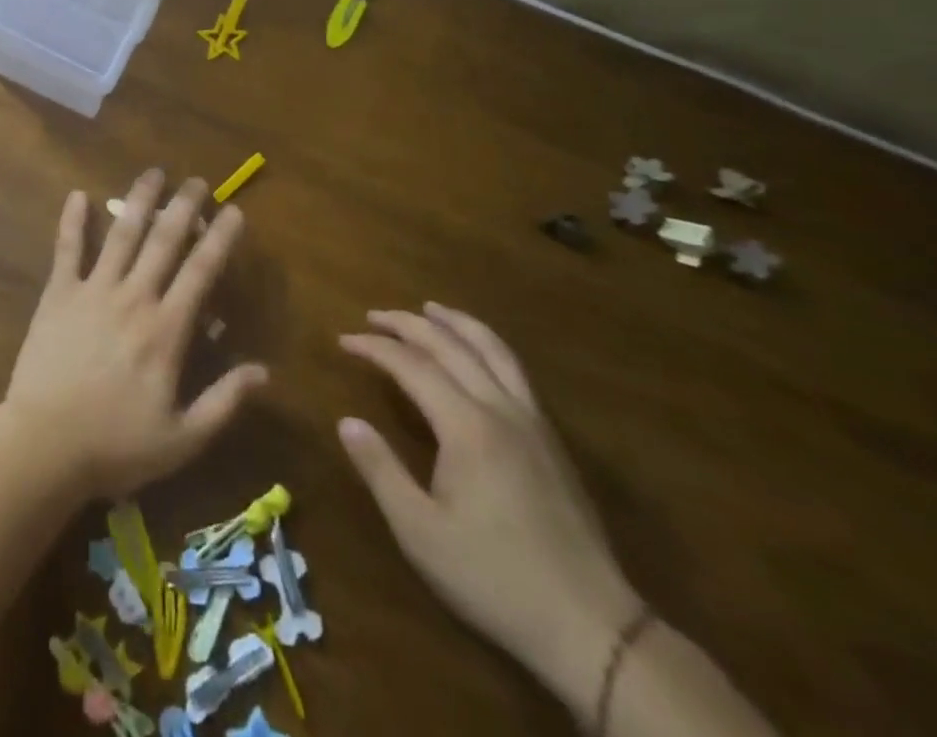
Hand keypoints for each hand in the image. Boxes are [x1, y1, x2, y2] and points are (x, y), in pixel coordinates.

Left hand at [2, 170, 268, 499]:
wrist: (45, 445)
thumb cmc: (116, 445)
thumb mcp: (183, 438)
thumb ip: (224, 402)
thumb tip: (263, 371)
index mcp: (166, 329)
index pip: (201, 272)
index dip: (220, 239)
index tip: (234, 211)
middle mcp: (133, 298)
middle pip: (163, 242)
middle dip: (184, 207)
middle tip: (197, 180)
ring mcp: (93, 291)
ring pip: (121, 235)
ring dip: (138, 201)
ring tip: (153, 173)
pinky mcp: (58, 295)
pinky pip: (66, 250)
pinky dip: (71, 221)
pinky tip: (76, 194)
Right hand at [338, 304, 640, 710]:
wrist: (592, 627)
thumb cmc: (494, 577)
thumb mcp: (421, 532)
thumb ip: (380, 470)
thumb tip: (346, 421)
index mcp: (467, 427)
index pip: (412, 366)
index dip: (375, 348)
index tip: (343, 340)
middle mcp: (501, 410)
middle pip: (451, 346)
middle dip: (408, 324)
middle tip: (373, 315)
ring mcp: (533, 423)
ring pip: (494, 351)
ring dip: (457, 323)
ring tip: (430, 309)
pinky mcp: (552, 441)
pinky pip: (515, 371)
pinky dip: (487, 346)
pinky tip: (477, 356)